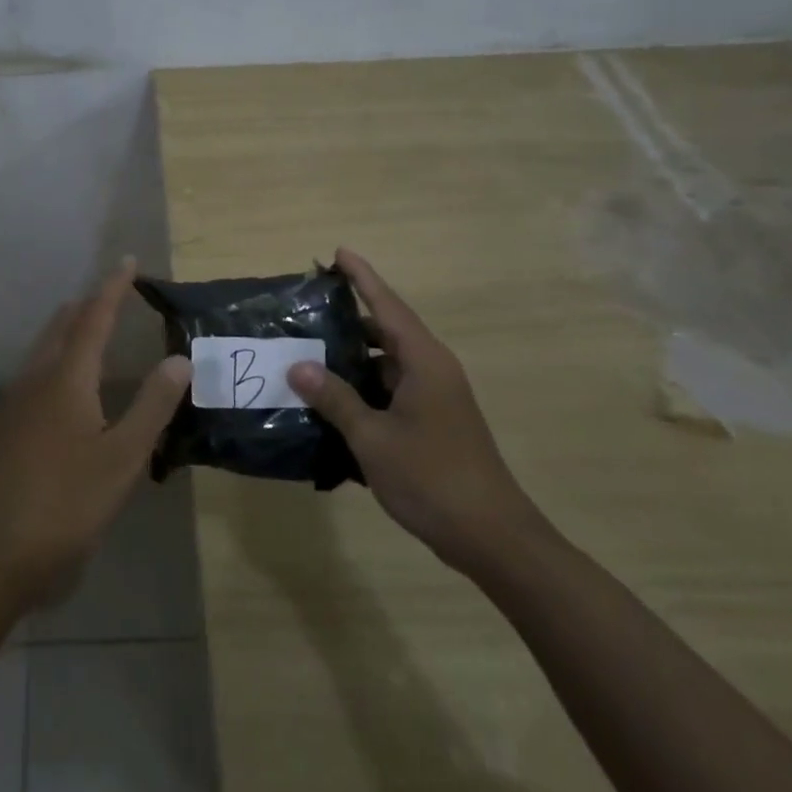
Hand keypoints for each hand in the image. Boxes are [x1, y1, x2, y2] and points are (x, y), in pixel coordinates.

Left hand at [0, 259, 191, 609]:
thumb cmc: (66, 504)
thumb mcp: (122, 458)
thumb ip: (152, 405)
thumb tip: (179, 358)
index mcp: (66, 378)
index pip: (94, 317)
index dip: (113, 288)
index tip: (127, 261)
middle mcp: (35, 379)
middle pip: (62, 326)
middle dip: (88, 305)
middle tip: (114, 295)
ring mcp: (13, 402)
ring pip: (43, 349)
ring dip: (69, 330)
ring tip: (91, 329)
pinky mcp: (2, 427)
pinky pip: (33, 372)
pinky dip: (55, 358)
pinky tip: (64, 384)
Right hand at [287, 247, 544, 579]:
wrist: (493, 539)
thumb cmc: (432, 478)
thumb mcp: (373, 438)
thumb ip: (335, 399)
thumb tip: (299, 367)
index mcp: (424, 361)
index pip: (387, 305)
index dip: (362, 277)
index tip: (339, 252)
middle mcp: (433, 370)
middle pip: (386, 330)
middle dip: (349, 319)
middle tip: (308, 311)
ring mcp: (436, 398)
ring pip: (388, 364)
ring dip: (354, 358)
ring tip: (310, 355)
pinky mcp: (434, 423)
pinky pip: (392, 390)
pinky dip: (365, 389)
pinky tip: (334, 402)